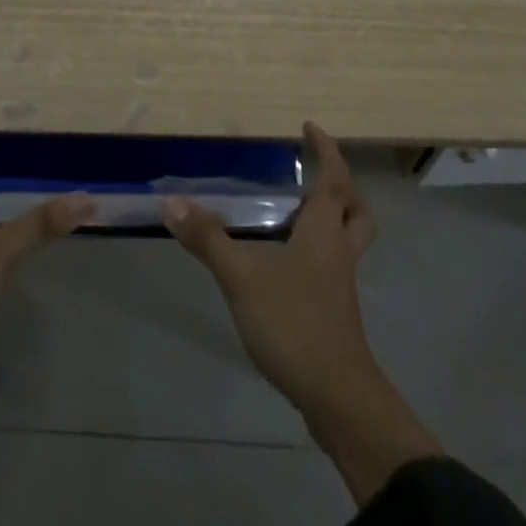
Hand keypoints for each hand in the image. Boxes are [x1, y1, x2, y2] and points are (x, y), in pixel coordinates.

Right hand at [161, 120, 378, 408]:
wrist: (337, 398)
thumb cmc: (295, 323)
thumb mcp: (243, 277)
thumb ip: (207, 239)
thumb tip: (171, 202)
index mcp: (324, 229)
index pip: (334, 177)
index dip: (325, 149)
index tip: (309, 127)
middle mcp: (339, 250)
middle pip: (354, 210)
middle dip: (341, 188)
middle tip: (313, 176)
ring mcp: (340, 284)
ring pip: (349, 240)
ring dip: (335, 220)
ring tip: (299, 216)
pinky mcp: (336, 313)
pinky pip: (335, 266)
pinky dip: (320, 253)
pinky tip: (288, 266)